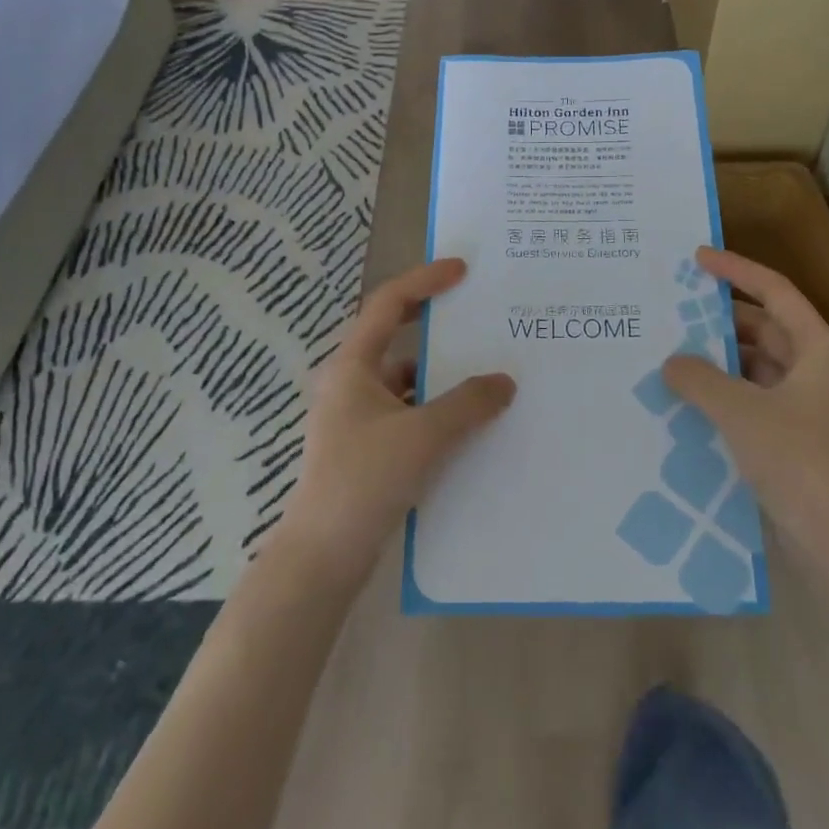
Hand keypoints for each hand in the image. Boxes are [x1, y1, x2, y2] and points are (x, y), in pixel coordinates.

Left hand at [278, 258, 514, 582]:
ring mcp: (356, 417)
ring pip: (404, 379)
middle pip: (394, 335)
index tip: (462, 270)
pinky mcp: (366, 447)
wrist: (323, 557)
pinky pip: (407, 412)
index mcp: (352, 365)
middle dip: (433, 322)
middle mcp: (350, 382)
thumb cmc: (364, 480)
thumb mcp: (423, 436)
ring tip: (483, 371)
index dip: (424, 280)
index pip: (388, 303)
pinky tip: (467, 423)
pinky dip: (434, 409)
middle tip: (475, 312)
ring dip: (439, 373)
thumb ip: (468, 404)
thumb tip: (505, 382)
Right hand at [663, 247, 828, 564]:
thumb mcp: (742, 413)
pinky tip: (691, 399)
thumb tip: (671, 362)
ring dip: (721, 360)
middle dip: (721, 320)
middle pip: (766, 327)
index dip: (736, 269)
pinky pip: (756, 398)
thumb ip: (700, 379)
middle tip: (675, 311)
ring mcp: (810, 405)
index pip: (774, 291)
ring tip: (673, 354)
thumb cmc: (801, 463)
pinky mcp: (798, 437)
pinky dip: (727, 393)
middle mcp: (817, 369)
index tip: (697, 258)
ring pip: (758, 365)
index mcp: (818, 349)